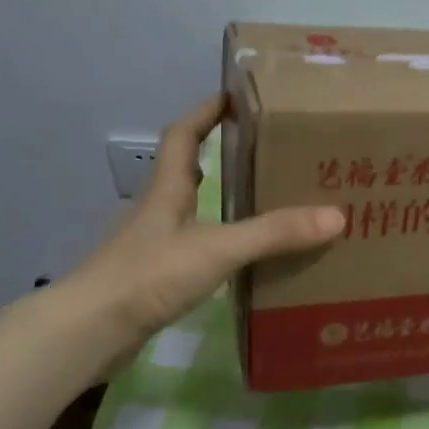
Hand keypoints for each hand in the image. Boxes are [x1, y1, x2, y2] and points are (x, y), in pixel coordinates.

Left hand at [56, 95, 344, 377]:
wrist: (91, 332)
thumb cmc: (149, 275)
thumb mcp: (218, 249)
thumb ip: (274, 233)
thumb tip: (336, 216)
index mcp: (167, 191)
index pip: (182, 136)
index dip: (205, 113)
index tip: (233, 97)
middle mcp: (157, 211)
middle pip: (186, 171)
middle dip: (218, 155)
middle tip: (263, 152)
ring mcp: (151, 245)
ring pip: (189, 211)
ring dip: (218, 201)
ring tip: (261, 202)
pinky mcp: (153, 277)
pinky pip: (191, 247)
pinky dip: (215, 242)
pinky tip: (238, 258)